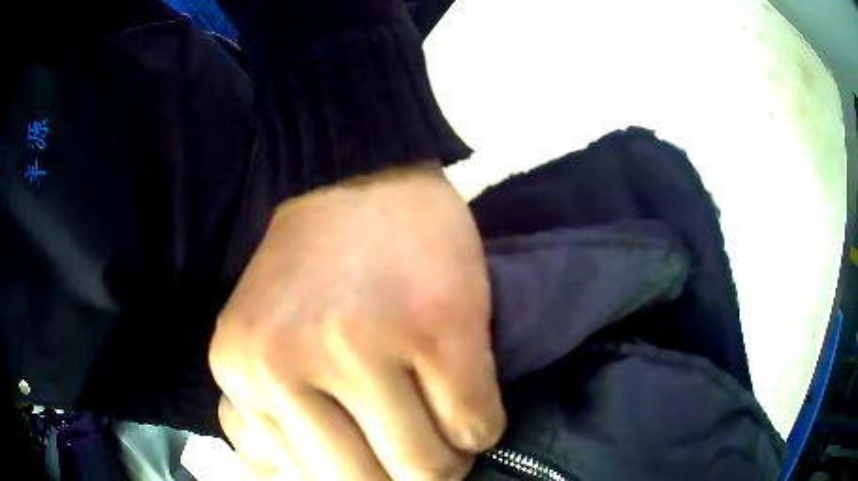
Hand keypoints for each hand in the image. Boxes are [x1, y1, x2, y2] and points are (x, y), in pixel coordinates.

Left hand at [209, 161, 504, 479]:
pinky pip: (477, 427)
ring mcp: (364, 347)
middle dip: (402, 480)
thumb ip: (256, 421)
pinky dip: (480, 428)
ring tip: (443, 430)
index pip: (308, 480)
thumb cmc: (307, 270)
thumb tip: (286, 477)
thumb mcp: (254, 344)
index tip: (375, 462)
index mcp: (239, 372)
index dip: (356, 479)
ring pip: (428, 468)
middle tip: (416, 453)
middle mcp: (287, 365)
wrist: (354, 179)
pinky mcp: (440, 328)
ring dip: (445, 460)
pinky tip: (468, 401)